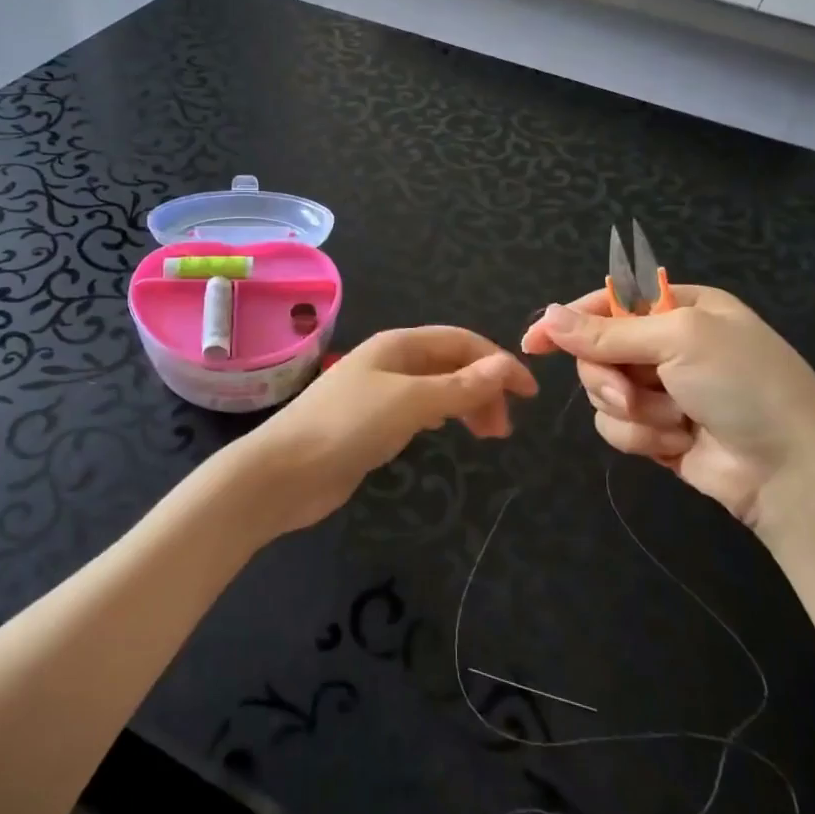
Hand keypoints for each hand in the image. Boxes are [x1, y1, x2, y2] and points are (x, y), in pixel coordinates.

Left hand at [244, 327, 537, 536]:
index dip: (498, 362)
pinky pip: (418, 410)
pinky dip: (441, 416)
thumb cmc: (348, 426)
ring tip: (488, 436)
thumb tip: (505, 366)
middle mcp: (390, 362)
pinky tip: (447, 430)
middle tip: (504, 429)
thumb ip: (459, 386)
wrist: (285, 472)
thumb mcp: (410, 402)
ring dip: (466, 404)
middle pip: (450, 364)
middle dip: (483, 387)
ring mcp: (379, 393)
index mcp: (399, 345)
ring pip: (436, 388)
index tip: (530, 394)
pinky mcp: (371, 424)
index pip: (461, 342)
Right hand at [521, 285, 814, 532]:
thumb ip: (607, 332)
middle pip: (597, 351)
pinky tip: (677, 444)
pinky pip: (615, 426)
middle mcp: (668, 344)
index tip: (535, 341)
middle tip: (630, 393)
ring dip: (632, 411)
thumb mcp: (678, 341)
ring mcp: (662, 389)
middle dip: (609, 376)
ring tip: (672, 423)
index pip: (608, 303)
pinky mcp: (656, 430)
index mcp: (680, 307)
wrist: (792, 472)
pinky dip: (641, 437)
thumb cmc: (744, 386)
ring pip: (601, 391)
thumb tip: (546, 316)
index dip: (569, 320)